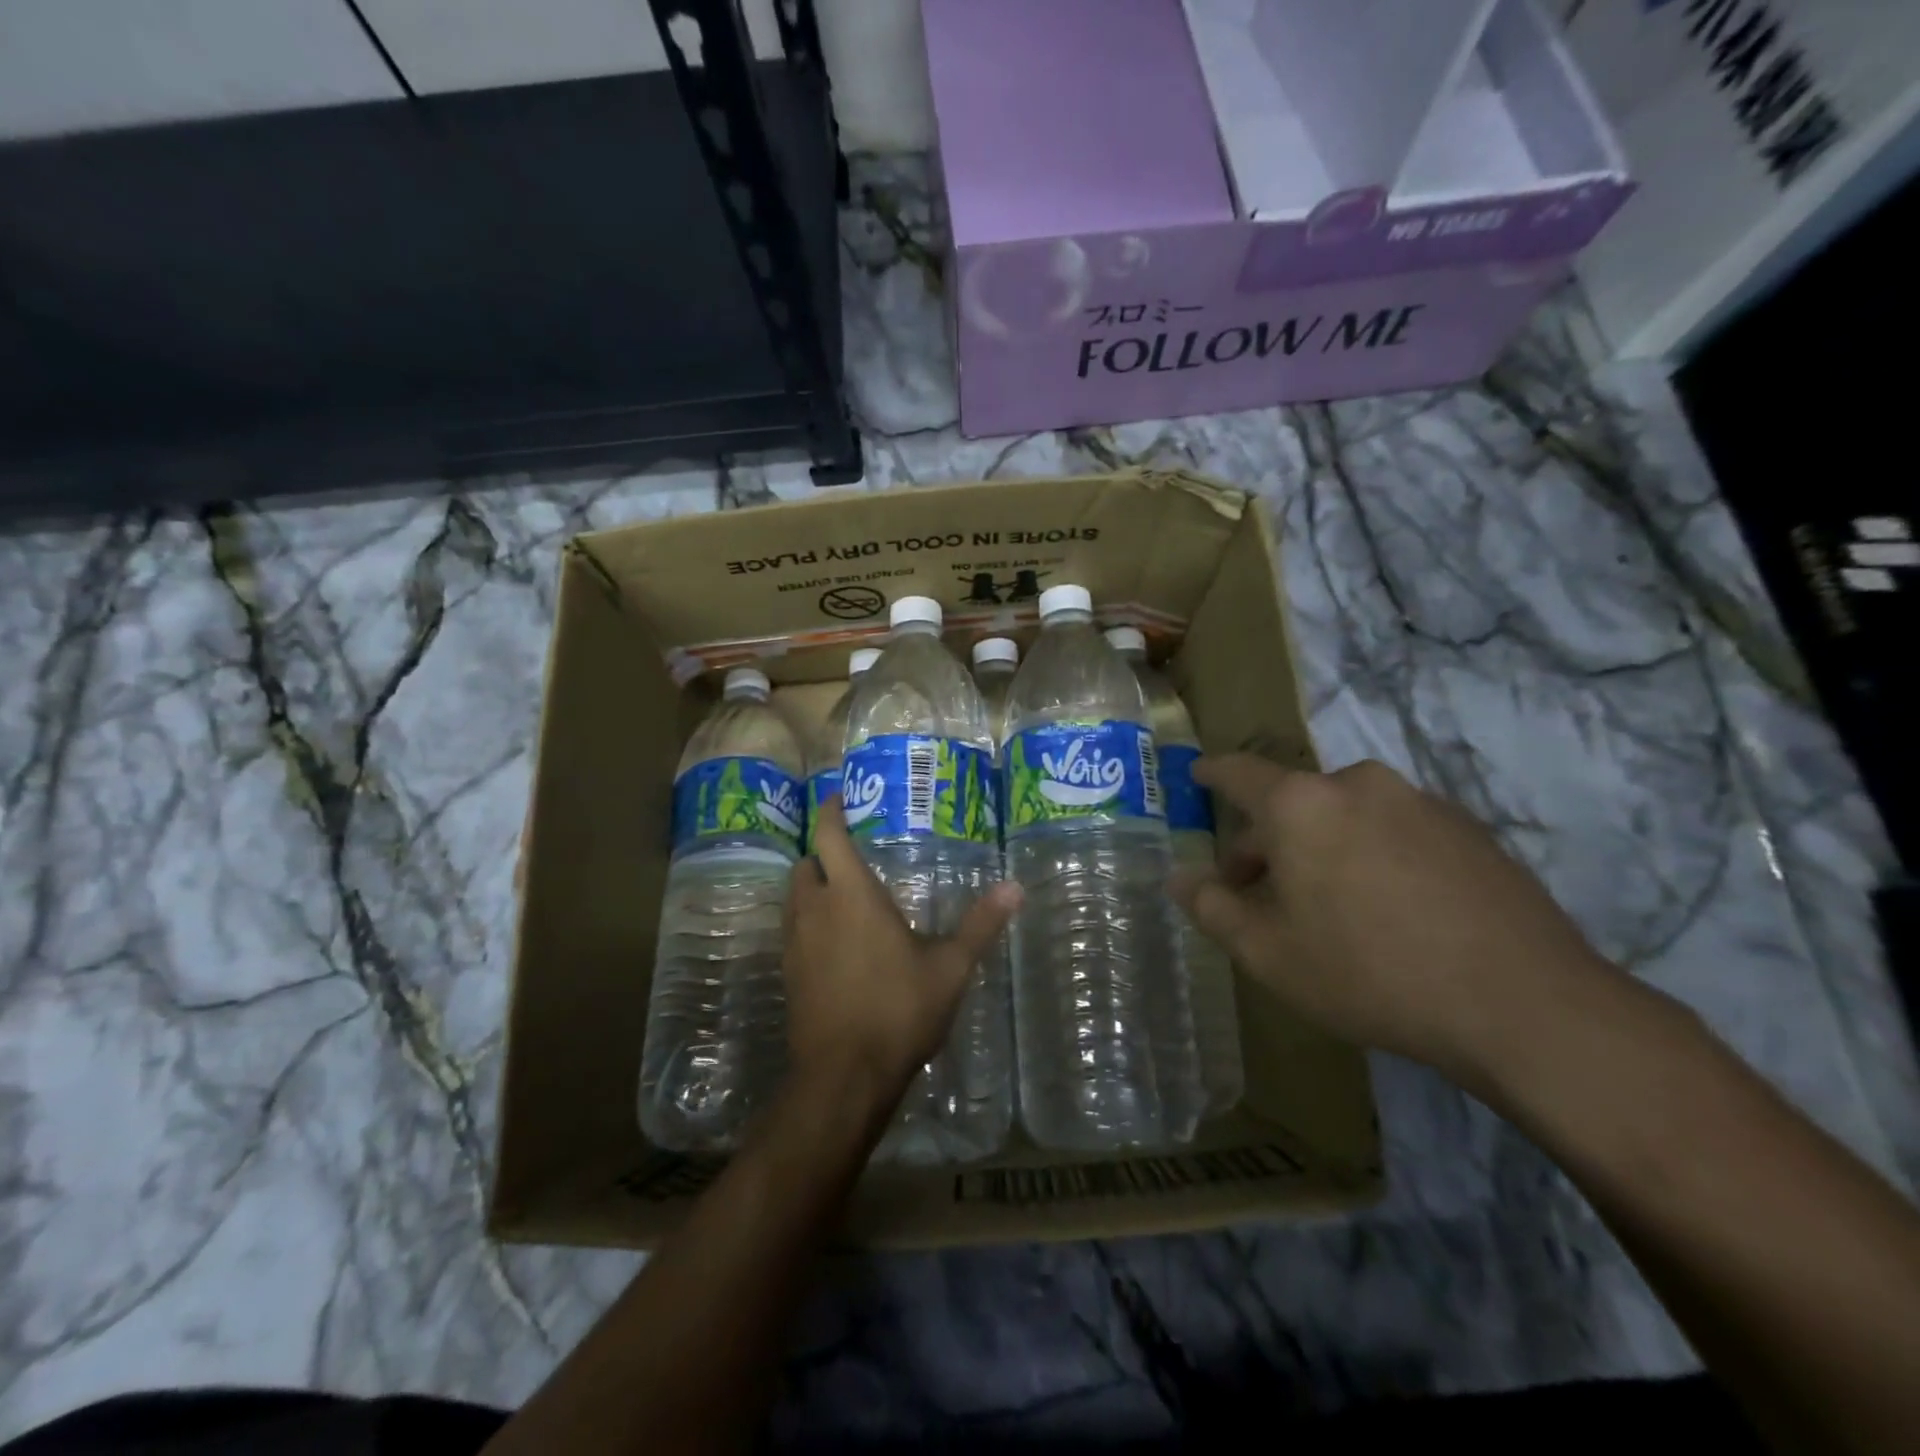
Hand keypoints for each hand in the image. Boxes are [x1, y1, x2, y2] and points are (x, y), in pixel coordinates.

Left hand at [782, 798, 1020, 1125]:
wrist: (843, 1076)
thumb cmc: (898, 1010)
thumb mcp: (950, 968)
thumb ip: (980, 924)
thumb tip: (1015, 887)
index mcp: (851, 895)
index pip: (830, 837)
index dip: (831, 812)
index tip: (837, 798)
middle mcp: (815, 910)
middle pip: (805, 865)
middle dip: (822, 855)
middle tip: (849, 856)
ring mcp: (795, 944)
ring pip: (794, 899)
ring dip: (812, 888)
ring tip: (842, 897)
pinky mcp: (788, 975)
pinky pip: (793, 932)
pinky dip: (808, 923)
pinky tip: (835, 945)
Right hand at [1171, 756, 1610, 1086]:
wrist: (1524, 1005)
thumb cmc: (1369, 972)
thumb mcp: (1269, 953)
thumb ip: (1212, 908)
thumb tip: (1180, 878)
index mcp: (1300, 804)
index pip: (1238, 772)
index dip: (1211, 773)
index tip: (1197, 775)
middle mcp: (1357, 785)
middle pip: (1292, 802)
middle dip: (1267, 840)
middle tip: (1259, 892)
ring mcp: (1420, 802)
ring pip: (1346, 815)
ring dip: (1322, 847)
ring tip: (1329, 906)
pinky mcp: (1469, 829)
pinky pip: (1395, 830)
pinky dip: (1373, 854)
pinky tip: (1390, 910)